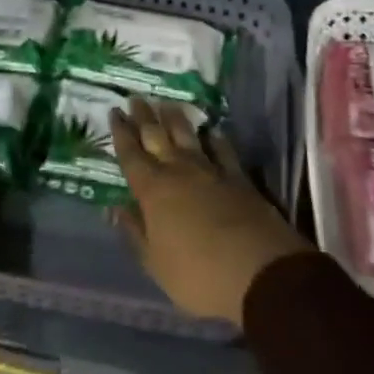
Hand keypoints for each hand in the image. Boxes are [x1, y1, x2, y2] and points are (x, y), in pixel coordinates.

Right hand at [111, 97, 310, 326]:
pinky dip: (215, 139)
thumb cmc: (198, 275)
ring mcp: (210, 170)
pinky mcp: (238, 176)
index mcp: (152, 191)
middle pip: (156, 136)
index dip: (121, 133)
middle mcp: (178, 171)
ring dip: (175, 118)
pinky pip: (223, 150)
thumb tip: (114, 208)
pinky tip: (212, 132)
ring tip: (167, 104)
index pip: (131, 154)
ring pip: (187, 135)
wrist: (259, 271)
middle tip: (136, 98)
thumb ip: (134, 233)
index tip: (114, 111)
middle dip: (144, 116)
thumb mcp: (155, 265)